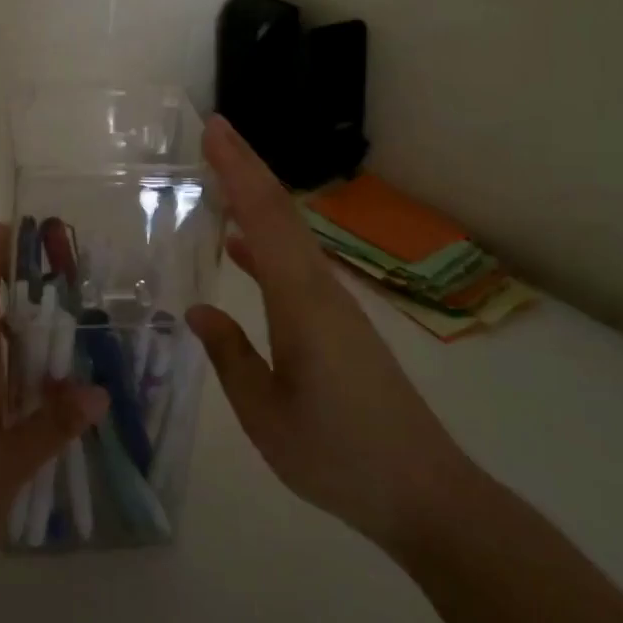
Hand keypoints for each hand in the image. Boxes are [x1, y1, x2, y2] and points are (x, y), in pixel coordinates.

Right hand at [188, 115, 471, 549]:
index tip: (214, 129)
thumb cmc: (339, 456)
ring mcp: (335, 304)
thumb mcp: (266, 415)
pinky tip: (240, 248)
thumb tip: (198, 309)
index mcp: (301, 303)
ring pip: (291, 234)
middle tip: (213, 131)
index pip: (264, 219)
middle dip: (246, 167)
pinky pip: (296, 265)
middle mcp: (322, 289)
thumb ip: (230, 356)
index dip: (238, 170)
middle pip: (281, 213)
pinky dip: (266, 243)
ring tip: (219, 175)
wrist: (424, 493)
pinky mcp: (341, 323)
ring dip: (257, 198)